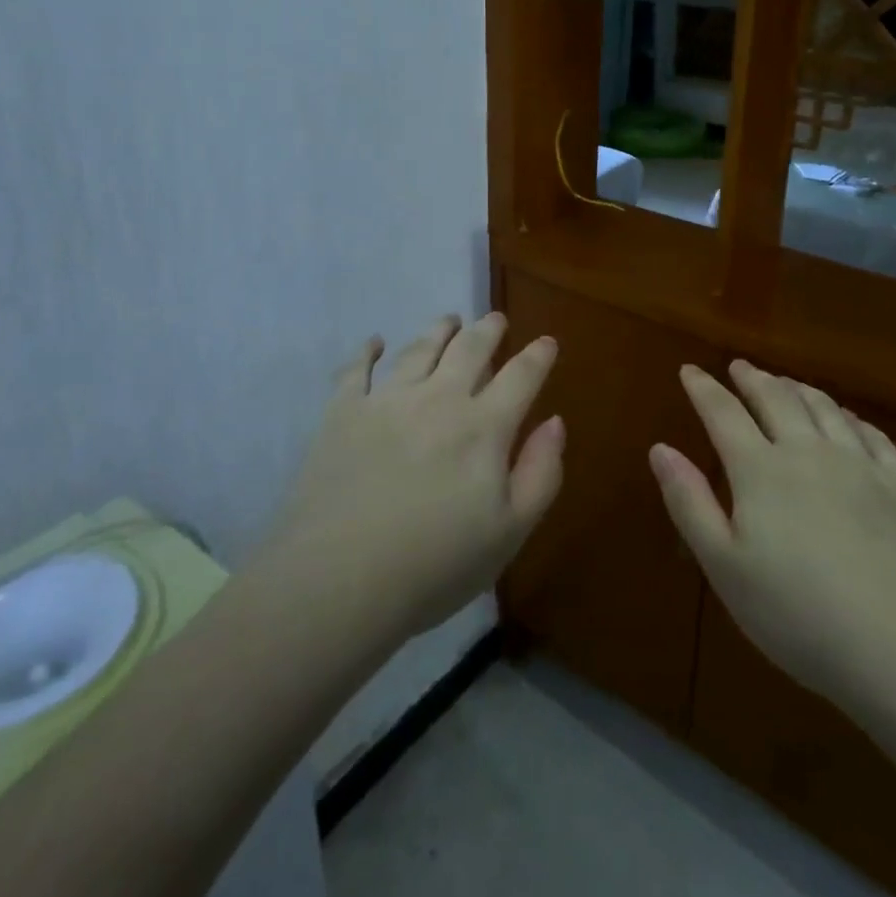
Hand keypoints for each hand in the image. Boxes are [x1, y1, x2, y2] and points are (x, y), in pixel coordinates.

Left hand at [264, 313, 563, 639]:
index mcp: (484, 427)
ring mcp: (388, 400)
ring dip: (439, 330)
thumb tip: (555, 421)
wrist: (340, 577)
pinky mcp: (343, 411)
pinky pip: (357, 369)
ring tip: (449, 320)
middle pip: (469, 349)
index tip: (546, 341)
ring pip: (420, 349)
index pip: (520, 377)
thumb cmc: (435, 565)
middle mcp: (439, 399)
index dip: (538, 356)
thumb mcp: (510, 532)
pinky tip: (375, 342)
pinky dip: (368, 350)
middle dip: (488, 330)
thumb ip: (541, 472)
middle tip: (495, 319)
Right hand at [651, 361, 895, 710]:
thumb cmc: (801, 616)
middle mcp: (809, 453)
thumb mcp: (725, 568)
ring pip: (824, 409)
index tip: (689, 369)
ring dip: (798, 389)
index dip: (703, 389)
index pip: (723, 414)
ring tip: (785, 382)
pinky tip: (848, 419)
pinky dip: (851, 417)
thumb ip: (690, 503)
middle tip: (739, 366)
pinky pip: (873, 435)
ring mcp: (862, 467)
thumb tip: (660, 448)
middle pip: (776, 400)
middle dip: (753, 379)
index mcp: (761, 471)